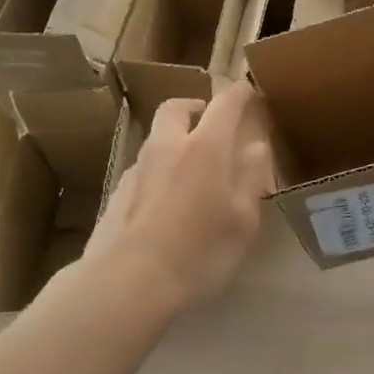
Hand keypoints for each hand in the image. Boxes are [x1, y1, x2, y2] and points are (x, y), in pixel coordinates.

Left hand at [83, 80, 275, 316]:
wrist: (127, 284)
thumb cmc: (198, 252)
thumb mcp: (242, 221)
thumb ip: (251, 177)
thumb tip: (256, 146)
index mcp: (204, 148)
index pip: (224, 104)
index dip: (239, 92)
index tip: (249, 90)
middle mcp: (167, 147)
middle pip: (177, 108)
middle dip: (196, 106)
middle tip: (212, 122)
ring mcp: (137, 169)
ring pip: (157, 138)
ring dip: (176, 139)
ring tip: (193, 168)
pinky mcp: (118, 193)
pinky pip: (144, 168)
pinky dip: (160, 170)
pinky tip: (167, 202)